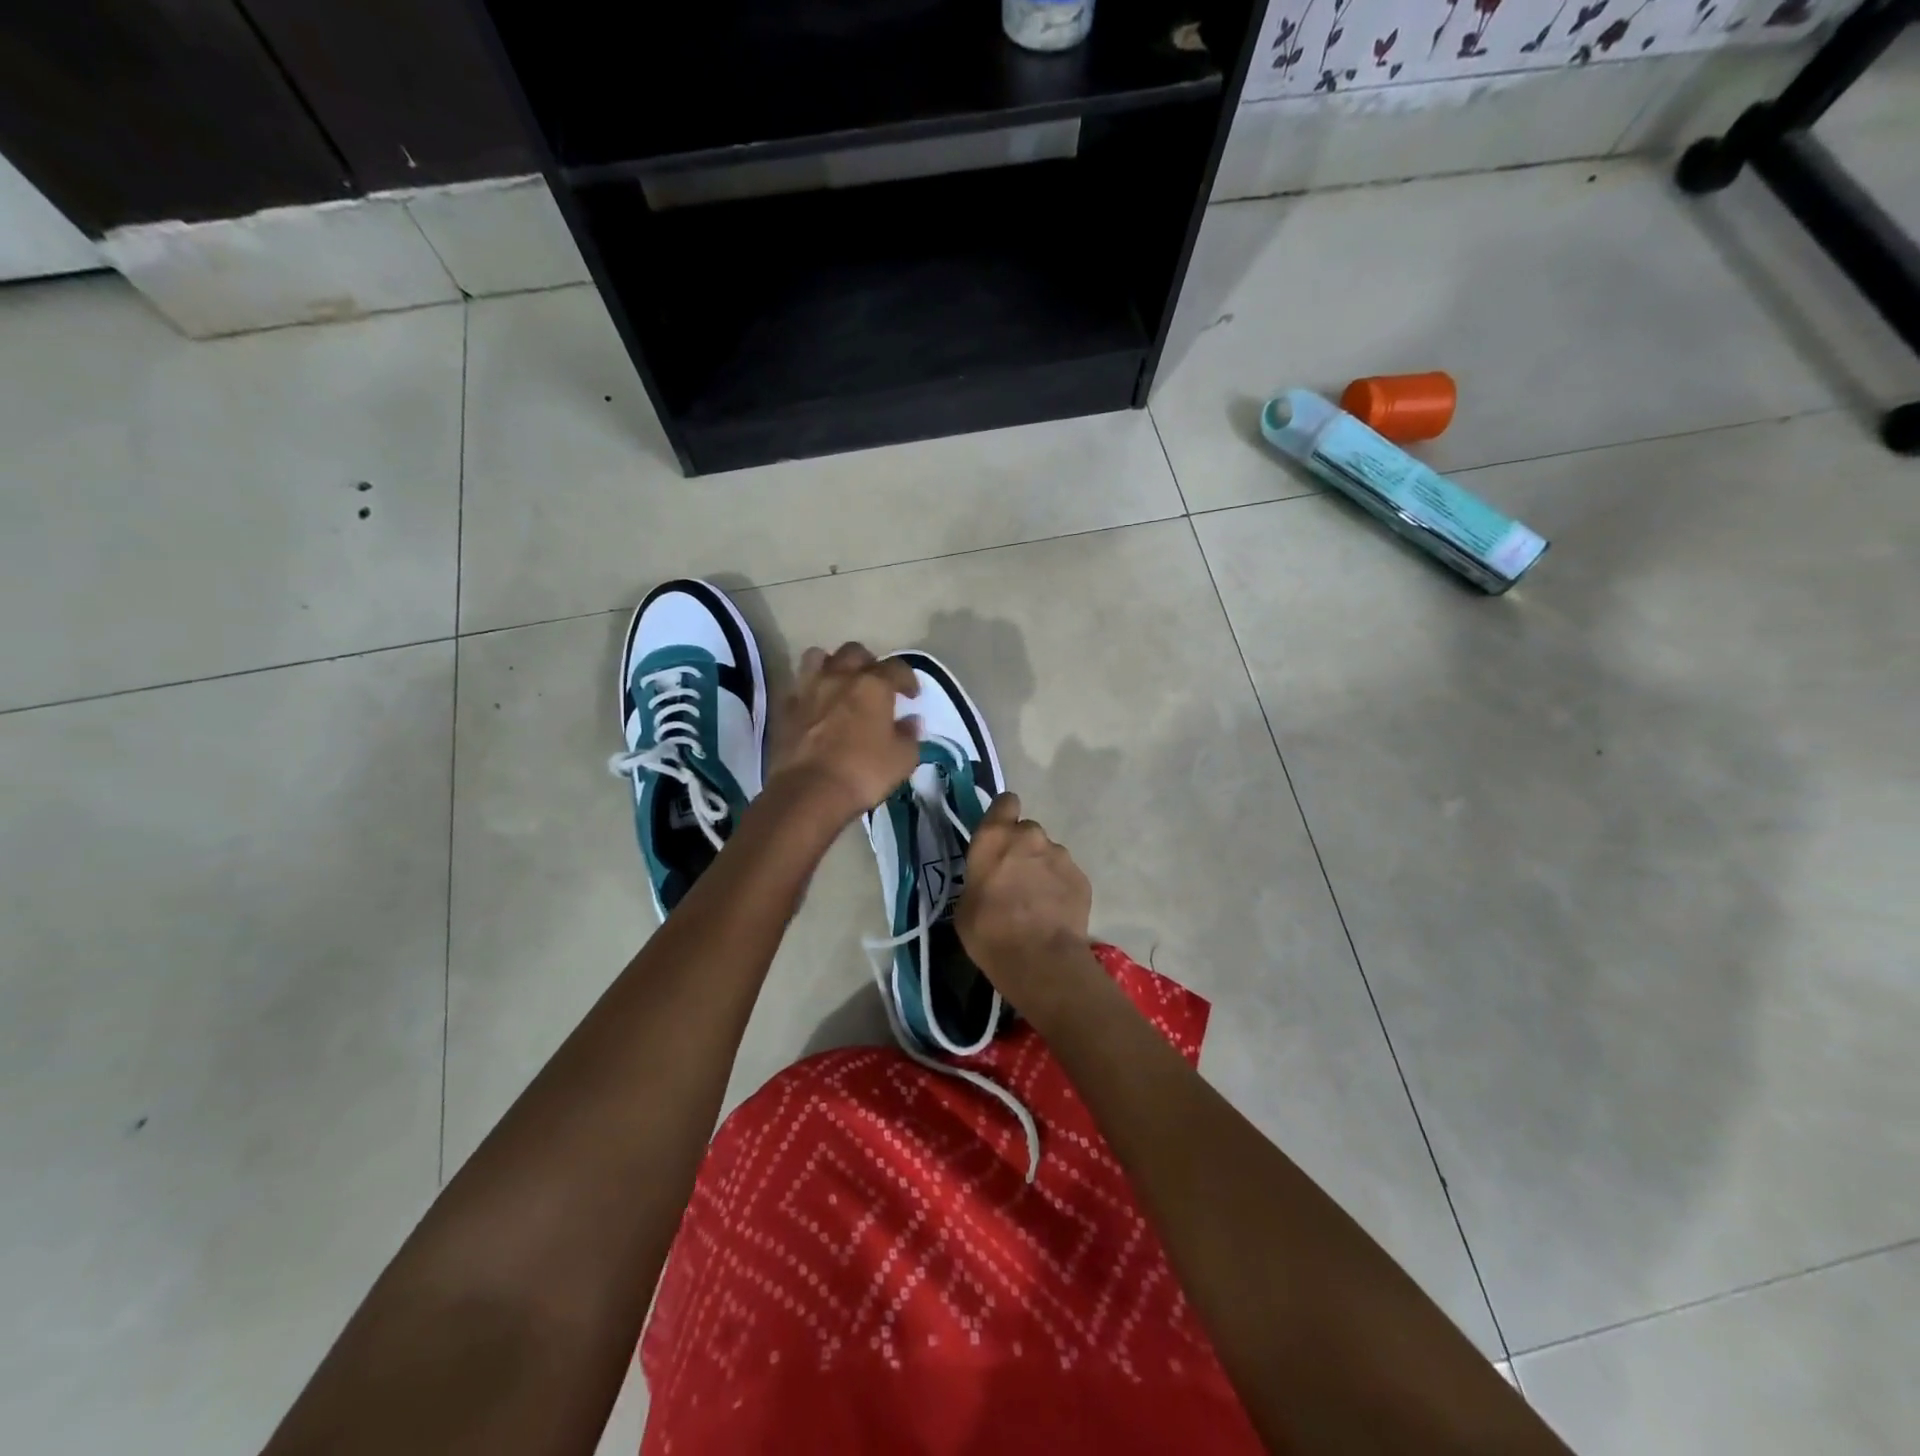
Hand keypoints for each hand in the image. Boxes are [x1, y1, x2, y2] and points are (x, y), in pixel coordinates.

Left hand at [767, 643, 920, 822]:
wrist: (809, 792)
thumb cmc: (863, 773)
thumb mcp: (902, 759)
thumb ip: (909, 736)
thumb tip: (911, 722)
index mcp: (873, 685)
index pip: (896, 667)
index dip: (908, 678)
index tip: (912, 695)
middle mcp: (839, 677)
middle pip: (855, 652)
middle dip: (868, 663)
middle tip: (875, 684)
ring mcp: (808, 689)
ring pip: (818, 657)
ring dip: (832, 665)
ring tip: (839, 683)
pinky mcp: (785, 708)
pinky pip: (798, 686)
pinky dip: (809, 690)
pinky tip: (815, 706)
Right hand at [955, 792, 1092, 1001]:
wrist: (1040, 959)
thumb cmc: (989, 931)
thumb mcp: (965, 902)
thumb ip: (980, 876)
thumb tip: (991, 878)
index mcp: (995, 837)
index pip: (1005, 802)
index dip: (1003, 815)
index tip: (1000, 835)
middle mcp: (1030, 836)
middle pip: (1027, 831)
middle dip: (1022, 849)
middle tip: (1016, 879)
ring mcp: (1060, 855)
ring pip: (1048, 854)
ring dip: (1042, 869)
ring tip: (1037, 902)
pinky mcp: (1081, 877)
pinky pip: (1066, 875)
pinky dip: (1060, 888)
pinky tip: (1054, 913)